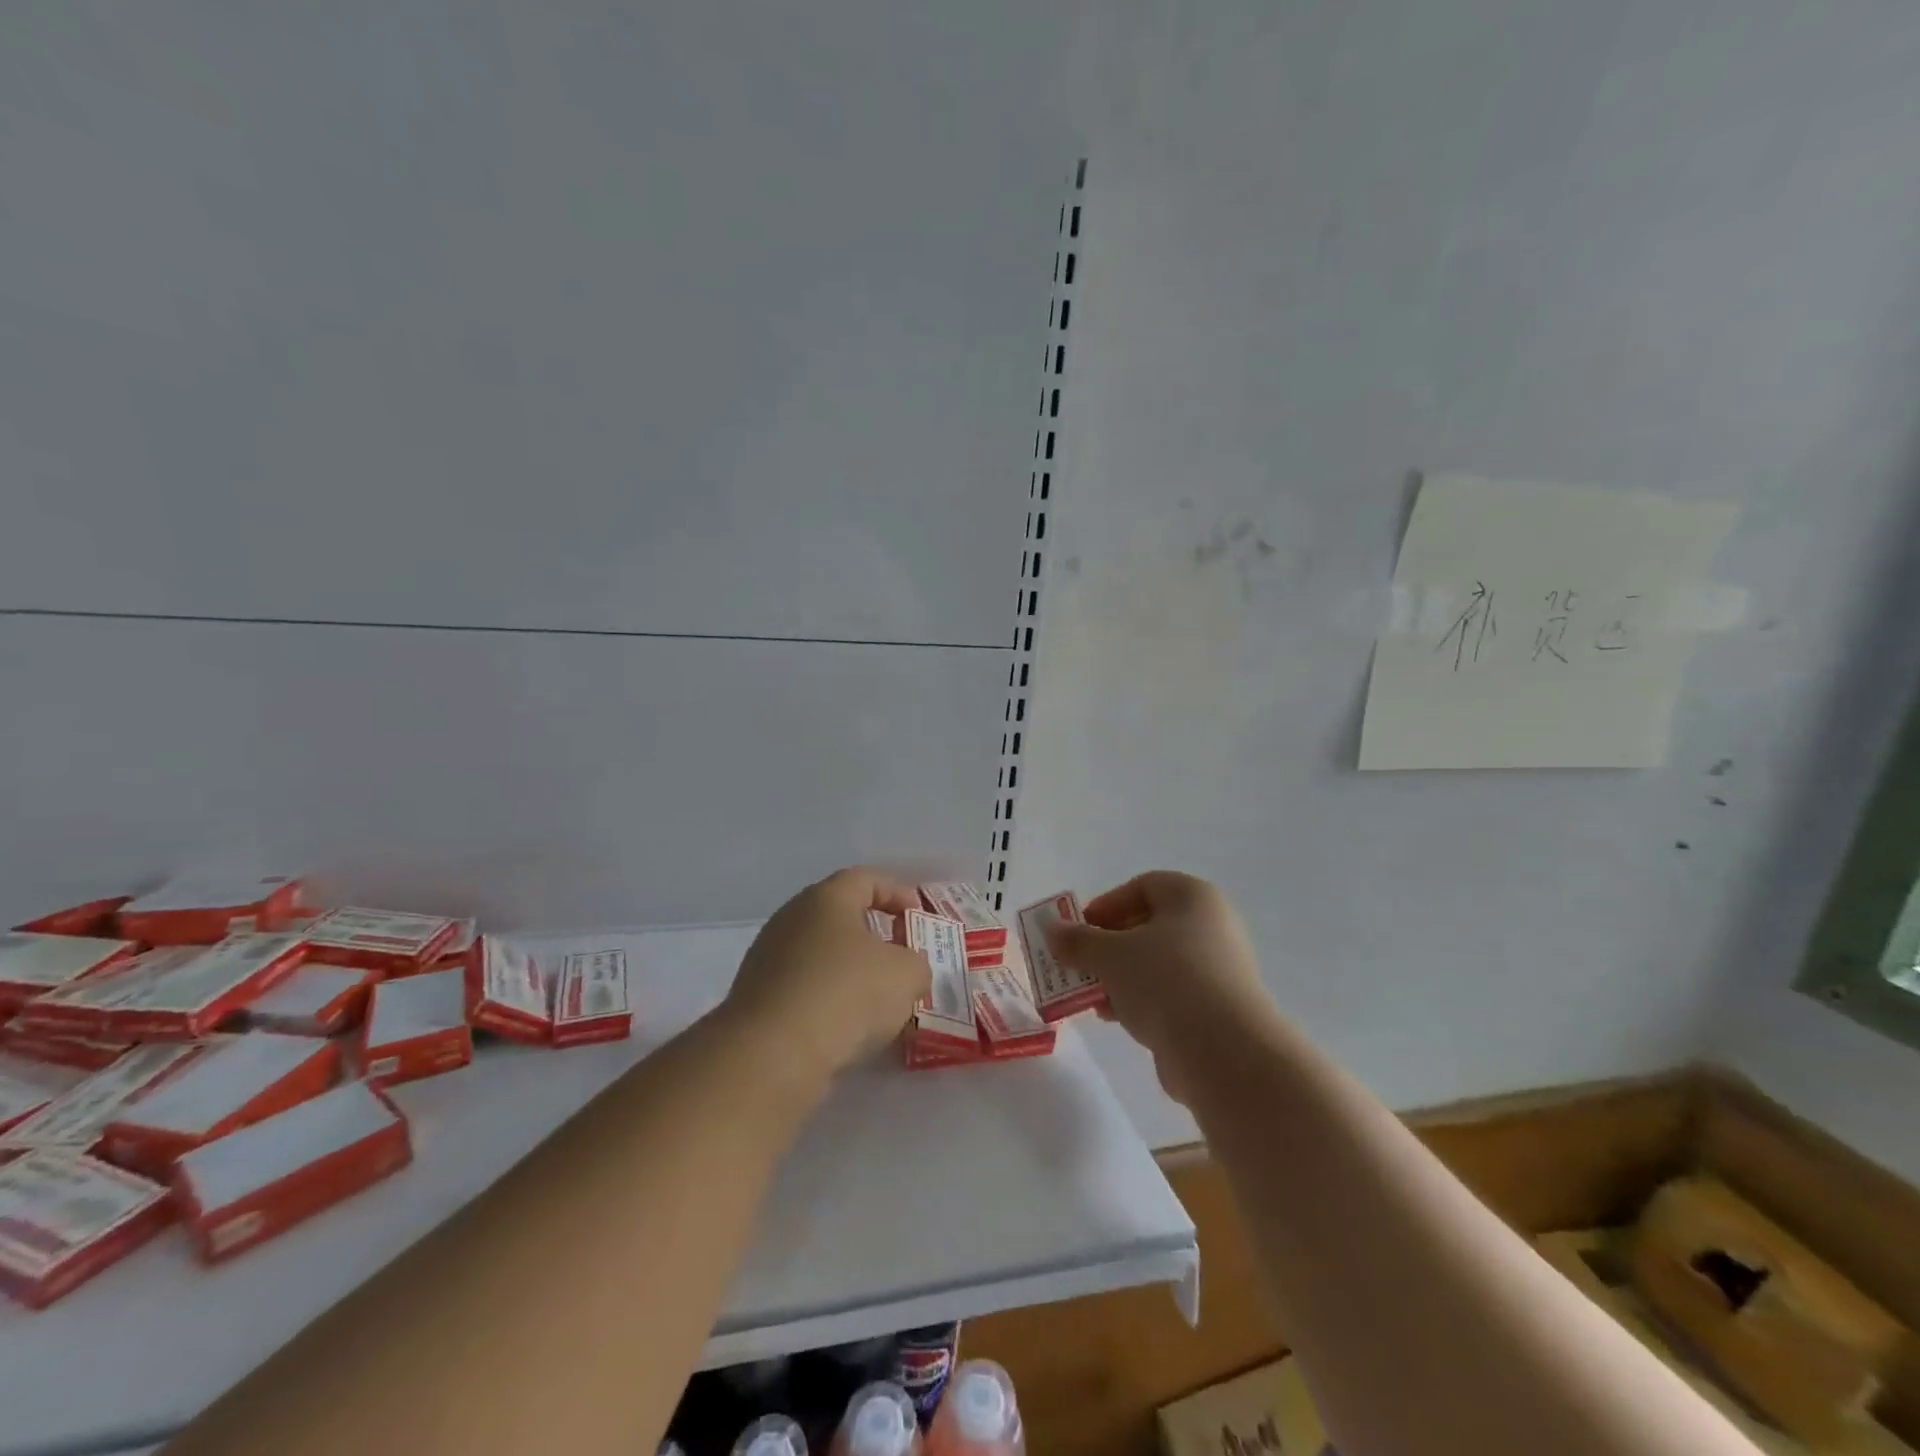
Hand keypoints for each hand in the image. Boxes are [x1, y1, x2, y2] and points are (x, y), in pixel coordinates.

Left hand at [725, 867, 929, 1081]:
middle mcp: (791, 917)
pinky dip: (826, 998)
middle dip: (873, 934)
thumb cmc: (846, 994)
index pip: (866, 879)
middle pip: (839, 915)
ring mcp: (767, 957)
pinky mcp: (755, 997)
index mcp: (827, 898)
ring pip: (819, 953)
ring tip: (876, 999)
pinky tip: (845, 1025)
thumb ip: (916, 963)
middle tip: (900, 957)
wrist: (772, 1053)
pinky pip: (802, 987)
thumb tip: (907, 969)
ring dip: (848, 970)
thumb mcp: (906, 975)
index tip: (917, 917)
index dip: (897, 893)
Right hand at [1044, 872, 1272, 1102]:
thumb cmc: (1165, 980)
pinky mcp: (1220, 1009)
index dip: (1108, 904)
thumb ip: (1077, 941)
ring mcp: (1220, 969)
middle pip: (1150, 926)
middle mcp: (1212, 926)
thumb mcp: (1109, 955)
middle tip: (1081, 964)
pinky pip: (1173, 995)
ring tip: (1093, 998)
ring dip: (1122, 977)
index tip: (1081, 930)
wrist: (1224, 1051)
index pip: (1144, 886)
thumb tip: (1051, 930)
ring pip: (1159, 964)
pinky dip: (1144, 1001)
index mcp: (1192, 897)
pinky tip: (1118, 1020)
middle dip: (1110, 946)